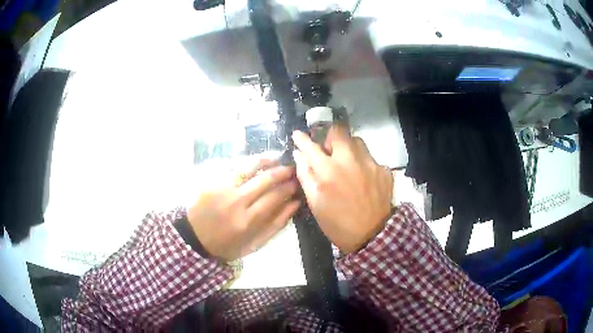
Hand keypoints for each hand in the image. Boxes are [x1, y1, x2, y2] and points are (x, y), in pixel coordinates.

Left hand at [187, 159, 299, 261]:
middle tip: (291, 169)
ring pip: (247, 168)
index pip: (274, 197)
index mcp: (247, 220)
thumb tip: (294, 204)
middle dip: (281, 172)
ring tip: (276, 158)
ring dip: (265, 161)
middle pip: (264, 180)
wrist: (195, 238)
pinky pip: (232, 167)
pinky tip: (255, 162)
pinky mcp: (211, 182)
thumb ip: (276, 224)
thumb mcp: (254, 243)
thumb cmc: (227, 244)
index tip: (297, 183)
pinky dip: (246, 163)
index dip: (289, 187)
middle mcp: (235, 201)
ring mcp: (222, 189)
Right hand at [292, 125, 392, 253]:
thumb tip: (299, 156)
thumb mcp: (315, 203)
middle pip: (338, 132)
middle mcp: (350, 161)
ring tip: (347, 163)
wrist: (372, 235)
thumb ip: (305, 176)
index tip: (298, 134)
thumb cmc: (337, 223)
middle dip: (330, 137)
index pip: (311, 146)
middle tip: (328, 151)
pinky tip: (363, 179)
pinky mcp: (384, 170)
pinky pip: (370, 158)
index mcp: (328, 171)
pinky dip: (363, 164)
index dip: (302, 139)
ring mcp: (370, 163)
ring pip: (357, 141)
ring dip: (348, 148)